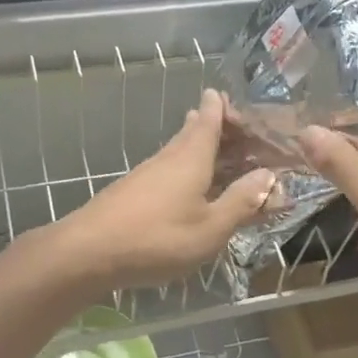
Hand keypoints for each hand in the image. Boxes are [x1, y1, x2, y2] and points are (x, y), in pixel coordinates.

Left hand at [52, 88, 276, 293]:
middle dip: (216, 126)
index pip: (211, 118)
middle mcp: (169, 157)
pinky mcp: (133, 192)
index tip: (237, 103)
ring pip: (179, 150)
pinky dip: (187, 169)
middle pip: (195, 131)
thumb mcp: (211, 227)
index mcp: (192, 156)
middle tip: (238, 129)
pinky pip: (169, 170)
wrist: (88, 253)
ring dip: (201, 147)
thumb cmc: (158, 238)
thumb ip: (242, 202)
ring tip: (219, 149)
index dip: (224, 108)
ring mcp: (147, 174)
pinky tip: (188, 185)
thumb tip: (270, 175)